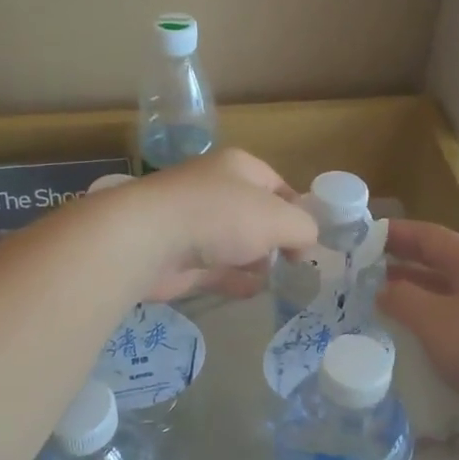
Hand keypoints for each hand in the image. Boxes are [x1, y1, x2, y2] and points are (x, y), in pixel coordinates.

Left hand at [104, 148, 316, 302]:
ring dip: (255, 260)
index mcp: (239, 167)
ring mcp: (194, 224)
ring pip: (235, 242)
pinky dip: (234, 279)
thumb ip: (303, 229)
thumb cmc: (220, 217)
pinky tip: (252, 292)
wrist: (148, 240)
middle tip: (294, 263)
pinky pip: (216, 268)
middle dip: (275, 238)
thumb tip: (304, 244)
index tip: (309, 240)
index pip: (278, 185)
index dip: (297, 211)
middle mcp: (215, 190)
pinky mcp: (180, 257)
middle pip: (255, 214)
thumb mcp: (280, 219)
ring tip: (276, 280)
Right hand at [378, 221, 458, 418]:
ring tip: (377, 294)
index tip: (360, 236)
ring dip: (412, 287)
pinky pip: (453, 312)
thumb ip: (401, 298)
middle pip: (437, 258)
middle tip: (361, 265)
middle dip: (400, 259)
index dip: (393, 233)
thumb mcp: (433, 321)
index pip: (428, 235)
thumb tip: (381, 289)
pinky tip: (410, 327)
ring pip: (444, 287)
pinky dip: (427, 312)